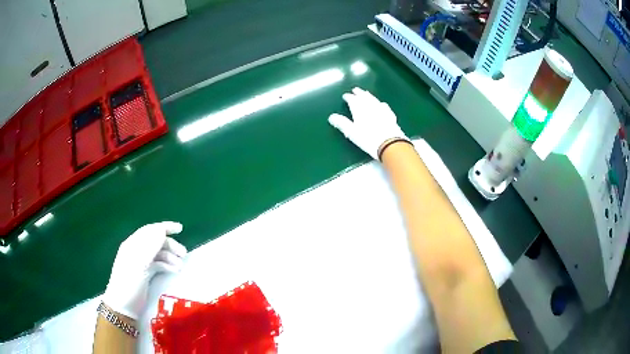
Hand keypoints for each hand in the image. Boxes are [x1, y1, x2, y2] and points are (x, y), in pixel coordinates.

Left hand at [103, 221, 186, 318]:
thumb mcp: (139, 264)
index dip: (165, 227)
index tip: (181, 228)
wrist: (124, 306)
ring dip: (170, 257)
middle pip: (156, 242)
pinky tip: (174, 271)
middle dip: (170, 245)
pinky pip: (158, 265)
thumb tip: (161, 230)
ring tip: (181, 266)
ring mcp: (141, 263)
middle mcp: (137, 251)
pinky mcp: (145, 274)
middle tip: (184, 254)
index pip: (150, 230)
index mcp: (133, 245)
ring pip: (158, 254)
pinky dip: (167, 266)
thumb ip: (150, 246)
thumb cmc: (130, 283)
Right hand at [328, 87, 408, 159]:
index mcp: (359, 109)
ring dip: (369, 95)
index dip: (348, 97)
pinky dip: (379, 103)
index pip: (352, 99)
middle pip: (364, 97)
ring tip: (366, 93)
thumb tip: (332, 117)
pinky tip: (381, 104)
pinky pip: (383, 106)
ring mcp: (382, 110)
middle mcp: (370, 106)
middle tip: (355, 90)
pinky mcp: (390, 115)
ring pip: (374, 99)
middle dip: (359, 93)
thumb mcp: (352, 132)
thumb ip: (342, 123)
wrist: (390, 144)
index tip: (345, 96)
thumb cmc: (368, 138)